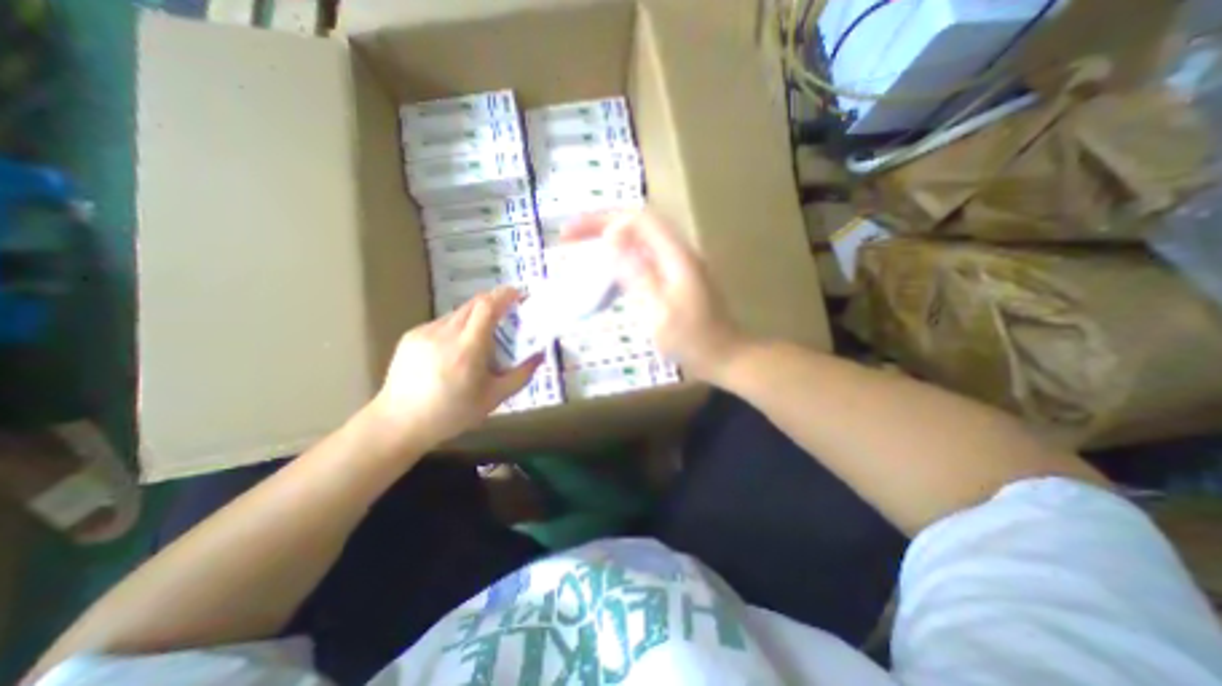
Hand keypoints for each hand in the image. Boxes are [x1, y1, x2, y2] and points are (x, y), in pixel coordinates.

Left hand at [368, 288, 542, 450]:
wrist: (398, 423)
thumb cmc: (452, 413)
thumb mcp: (494, 398)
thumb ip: (521, 375)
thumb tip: (540, 355)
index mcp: (467, 348)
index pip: (487, 307)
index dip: (504, 295)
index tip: (518, 293)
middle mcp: (445, 333)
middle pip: (473, 304)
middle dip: (493, 302)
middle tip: (507, 312)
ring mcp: (425, 332)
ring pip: (458, 313)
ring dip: (476, 316)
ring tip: (481, 338)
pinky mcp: (411, 336)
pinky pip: (442, 323)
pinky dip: (457, 327)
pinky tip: (455, 349)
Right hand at [567, 210, 749, 379]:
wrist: (726, 356)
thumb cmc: (693, 341)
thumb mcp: (660, 311)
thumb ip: (637, 274)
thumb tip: (612, 239)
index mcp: (676, 256)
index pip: (636, 219)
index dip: (601, 219)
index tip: (571, 235)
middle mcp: (678, 252)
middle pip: (637, 225)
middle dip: (602, 226)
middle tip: (571, 239)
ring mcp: (679, 265)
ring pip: (640, 241)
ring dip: (611, 242)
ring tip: (584, 251)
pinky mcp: (677, 278)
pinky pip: (645, 259)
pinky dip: (623, 260)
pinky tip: (609, 275)